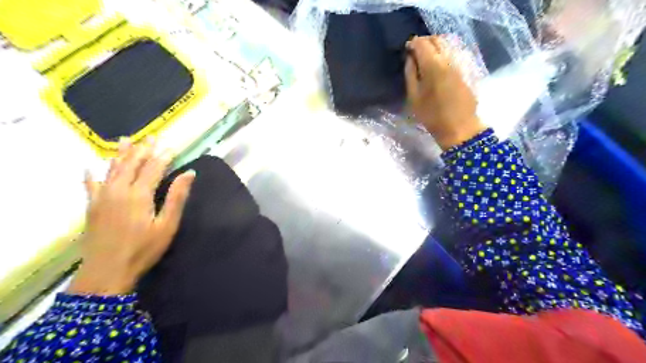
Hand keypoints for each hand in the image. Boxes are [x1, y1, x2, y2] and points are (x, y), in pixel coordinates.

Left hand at [67, 140, 196, 294]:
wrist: (107, 271)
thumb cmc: (144, 249)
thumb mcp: (167, 224)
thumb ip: (177, 197)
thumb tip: (190, 173)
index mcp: (139, 194)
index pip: (153, 168)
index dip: (163, 156)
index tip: (172, 146)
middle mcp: (118, 190)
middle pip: (132, 164)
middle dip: (144, 150)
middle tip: (152, 137)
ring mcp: (102, 197)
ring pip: (112, 169)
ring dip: (122, 154)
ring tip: (127, 140)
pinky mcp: (92, 206)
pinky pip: (91, 185)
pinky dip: (92, 174)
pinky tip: (91, 167)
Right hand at [403, 35, 483, 148]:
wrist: (460, 127)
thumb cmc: (432, 115)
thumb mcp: (414, 97)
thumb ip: (410, 74)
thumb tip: (410, 58)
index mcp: (433, 65)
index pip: (422, 43)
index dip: (413, 43)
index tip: (407, 50)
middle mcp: (449, 58)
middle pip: (436, 39)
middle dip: (425, 42)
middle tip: (416, 52)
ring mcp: (461, 61)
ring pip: (448, 43)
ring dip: (436, 45)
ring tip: (427, 57)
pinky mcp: (468, 67)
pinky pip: (455, 51)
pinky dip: (445, 51)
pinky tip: (440, 62)